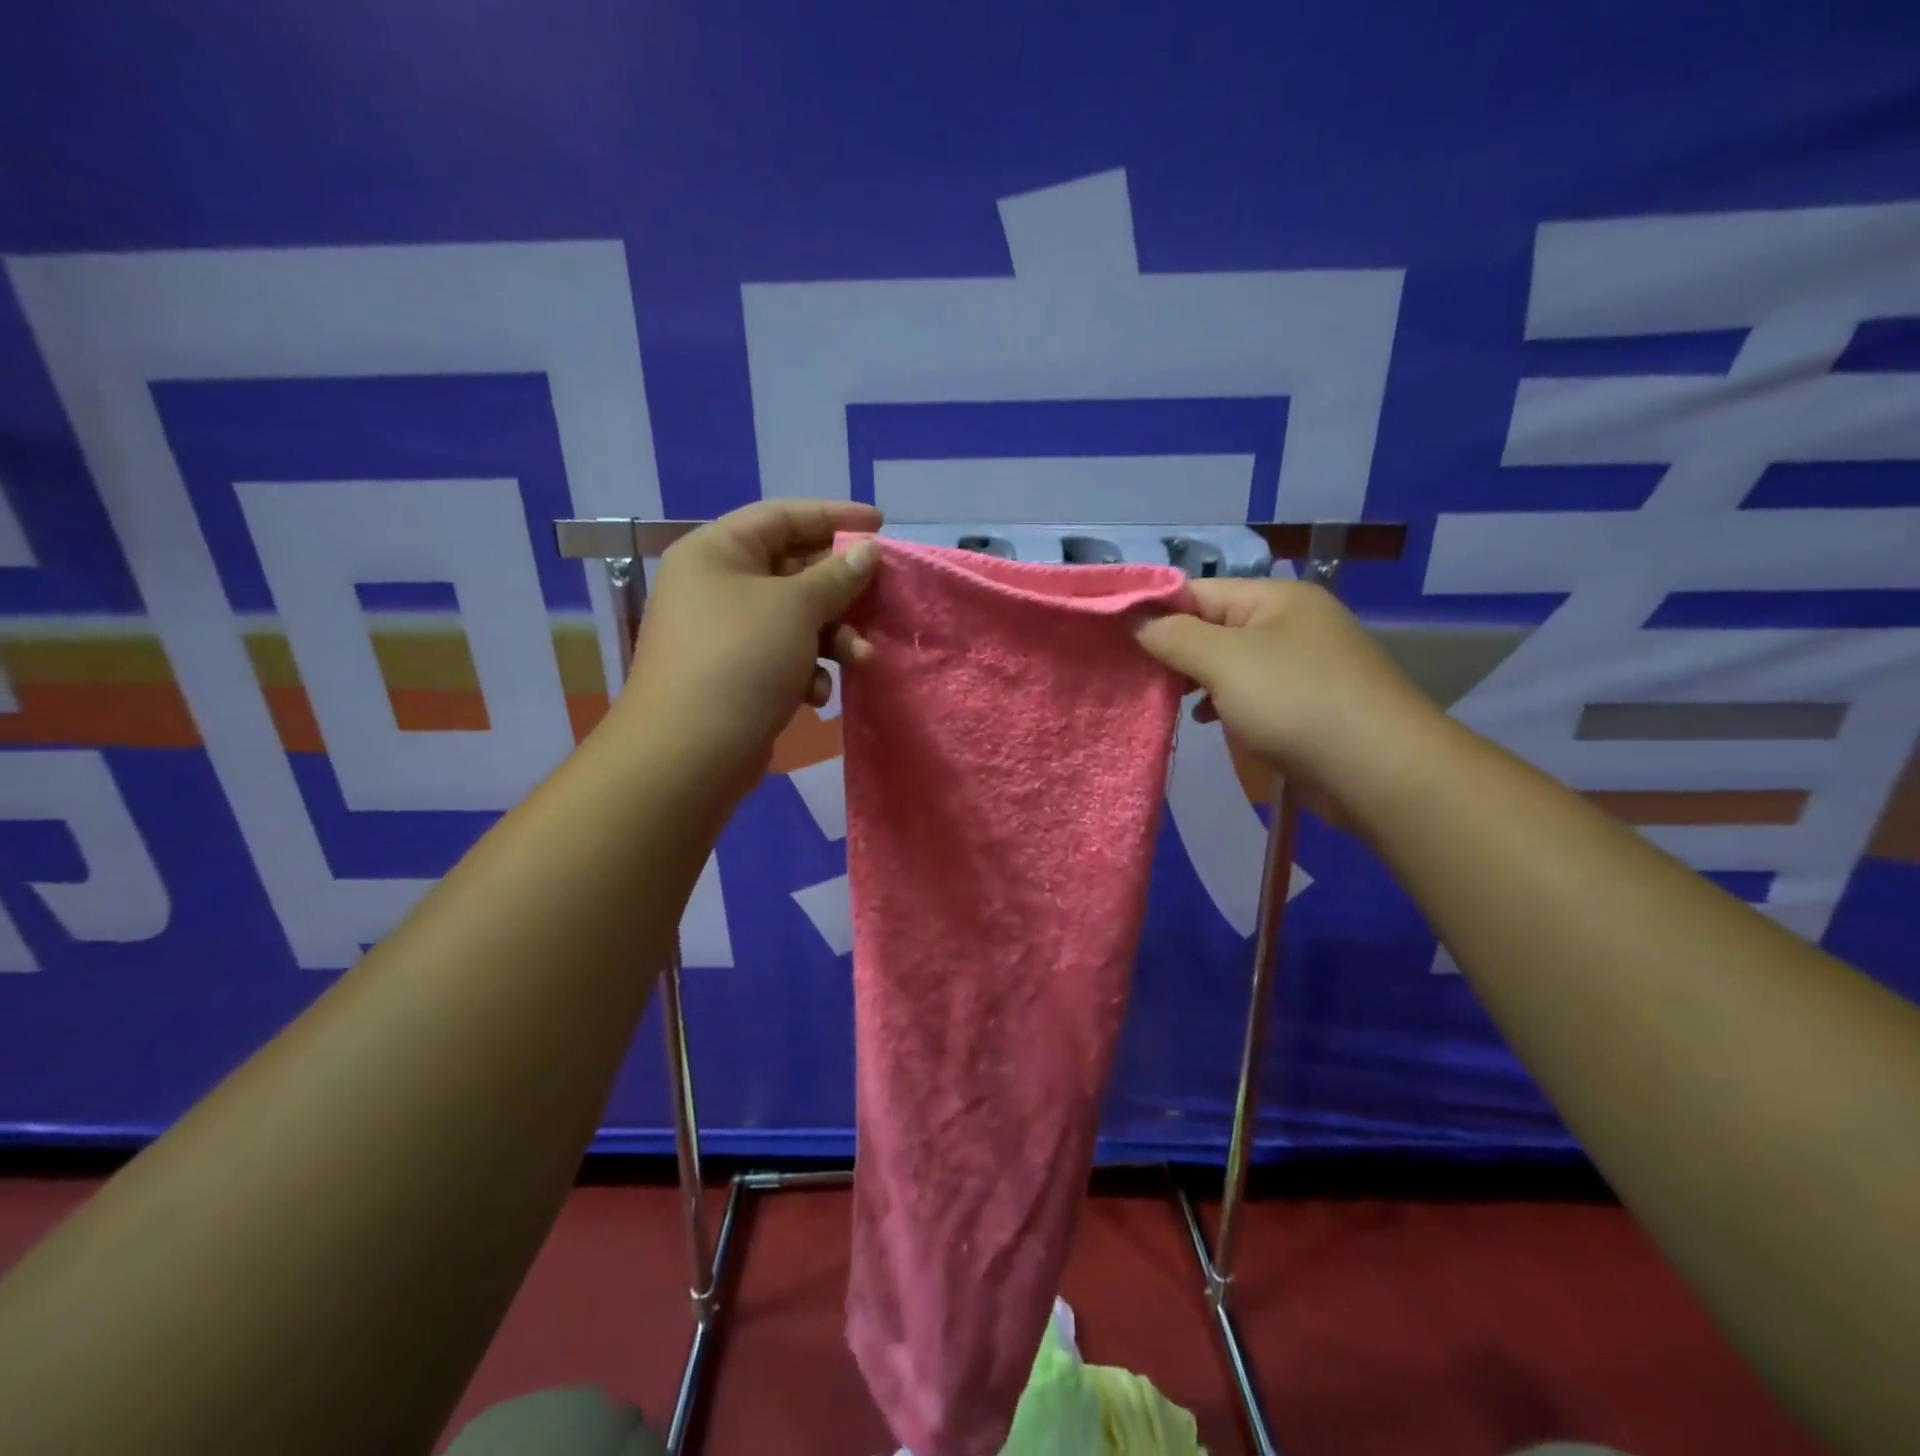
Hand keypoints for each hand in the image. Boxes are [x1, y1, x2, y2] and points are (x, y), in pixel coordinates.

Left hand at [614, 500, 881, 790]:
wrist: (688, 754)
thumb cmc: (740, 660)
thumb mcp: (795, 608)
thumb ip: (836, 576)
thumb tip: (868, 550)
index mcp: (717, 552)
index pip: (783, 516)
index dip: (834, 516)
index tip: (881, 525)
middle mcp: (717, 585)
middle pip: (793, 569)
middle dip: (841, 590)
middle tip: (882, 597)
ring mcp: (726, 633)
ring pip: (795, 619)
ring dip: (833, 637)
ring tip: (860, 658)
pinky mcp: (737, 675)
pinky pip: (784, 656)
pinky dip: (807, 670)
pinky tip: (816, 696)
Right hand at [1134, 578, 1443, 812]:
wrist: (1379, 771)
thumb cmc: (1296, 701)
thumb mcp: (1224, 660)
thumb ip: (1173, 636)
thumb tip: (1135, 619)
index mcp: (1275, 599)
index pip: (1197, 591)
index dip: (1154, 610)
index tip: (1111, 636)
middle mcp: (1289, 624)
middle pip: (1212, 626)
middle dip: (1172, 649)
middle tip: (1129, 673)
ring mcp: (1300, 666)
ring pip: (1228, 663)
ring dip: (1194, 680)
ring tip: (1159, 699)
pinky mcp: (1303, 706)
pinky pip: (1249, 694)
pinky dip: (1220, 704)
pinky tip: (1202, 720)